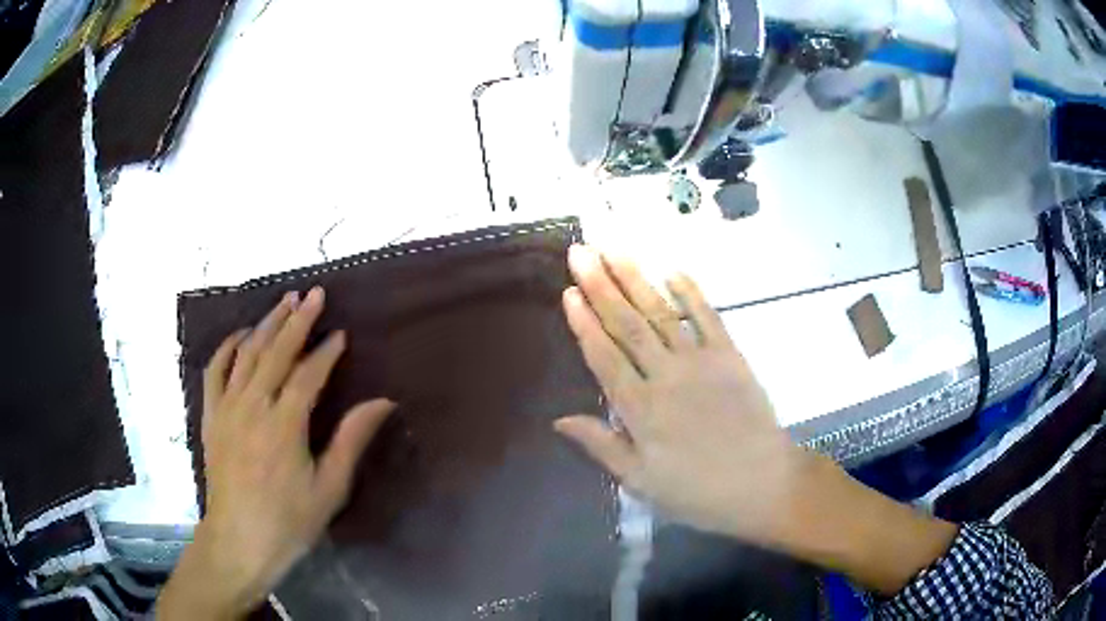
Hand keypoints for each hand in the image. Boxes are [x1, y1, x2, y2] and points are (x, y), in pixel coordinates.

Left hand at [158, 288, 394, 618]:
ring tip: (284, 302)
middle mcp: (252, 406)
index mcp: (284, 425)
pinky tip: (241, 335)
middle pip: (275, 352)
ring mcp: (227, 408)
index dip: (326, 352)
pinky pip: (215, 370)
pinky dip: (227, 347)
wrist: (239, 540)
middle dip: (297, 320)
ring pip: (246, 353)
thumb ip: (352, 440)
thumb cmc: (289, 521)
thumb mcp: (329, 488)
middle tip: (314, 294)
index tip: (341, 333)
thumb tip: (382, 402)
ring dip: (266, 324)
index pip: (308, 374)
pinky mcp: (210, 416)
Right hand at [554, 245, 806, 542]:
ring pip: (661, 313)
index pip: (604, 357)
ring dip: (635, 279)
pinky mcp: (730, 356)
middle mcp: (666, 376)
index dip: (584, 323)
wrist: (762, 484)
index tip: (568, 291)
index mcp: (640, 410)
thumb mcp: (641, 482)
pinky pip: (707, 317)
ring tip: (613, 249)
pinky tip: (671, 269)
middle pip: (628, 325)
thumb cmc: (697, 491)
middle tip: (580, 251)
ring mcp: (700, 362)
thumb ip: (601, 446)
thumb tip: (558, 420)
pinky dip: (690, 292)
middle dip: (601, 286)